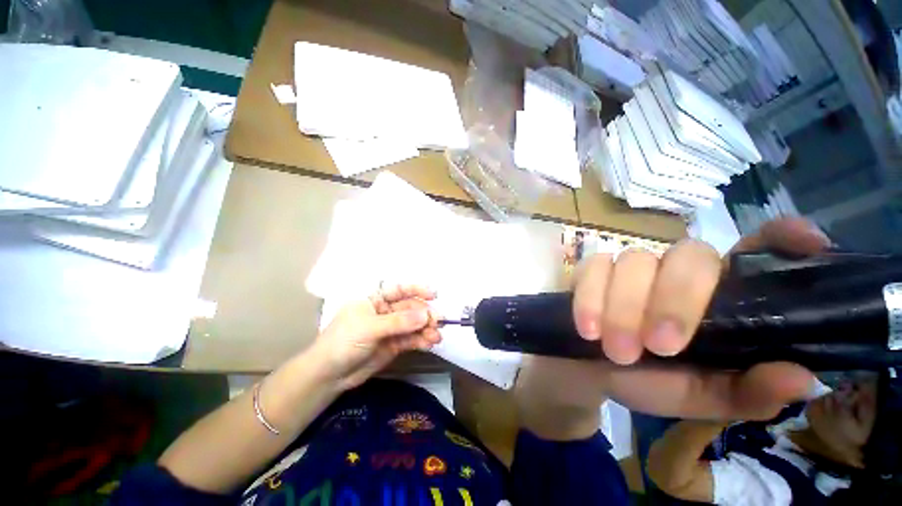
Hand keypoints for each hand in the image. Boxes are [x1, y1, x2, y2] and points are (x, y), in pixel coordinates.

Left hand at [311, 284, 440, 390]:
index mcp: (375, 300)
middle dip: (425, 314)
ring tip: (436, 336)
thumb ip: (399, 322)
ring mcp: (390, 329)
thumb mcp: (369, 328)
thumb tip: (426, 315)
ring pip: (413, 325)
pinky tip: (430, 343)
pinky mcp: (394, 345)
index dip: (416, 290)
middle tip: (439, 321)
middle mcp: (385, 312)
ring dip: (426, 329)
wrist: (328, 376)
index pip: (399, 290)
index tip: (434, 295)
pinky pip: (411, 339)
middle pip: (410, 308)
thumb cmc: (343, 342)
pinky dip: (421, 340)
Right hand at [518, 218, 829, 424]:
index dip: (781, 239)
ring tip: (616, 351)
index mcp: (718, 297)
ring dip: (623, 308)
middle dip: (673, 301)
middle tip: (658, 348)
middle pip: (689, 255)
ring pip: (633, 262)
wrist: (587, 370)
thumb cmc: (647, 381)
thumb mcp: (698, 396)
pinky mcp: (592, 270)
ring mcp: (631, 267)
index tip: (807, 241)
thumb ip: (744, 392)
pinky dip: (590, 300)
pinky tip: (587, 329)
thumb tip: (802, 379)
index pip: (756, 252)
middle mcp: (677, 271)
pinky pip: (592, 269)